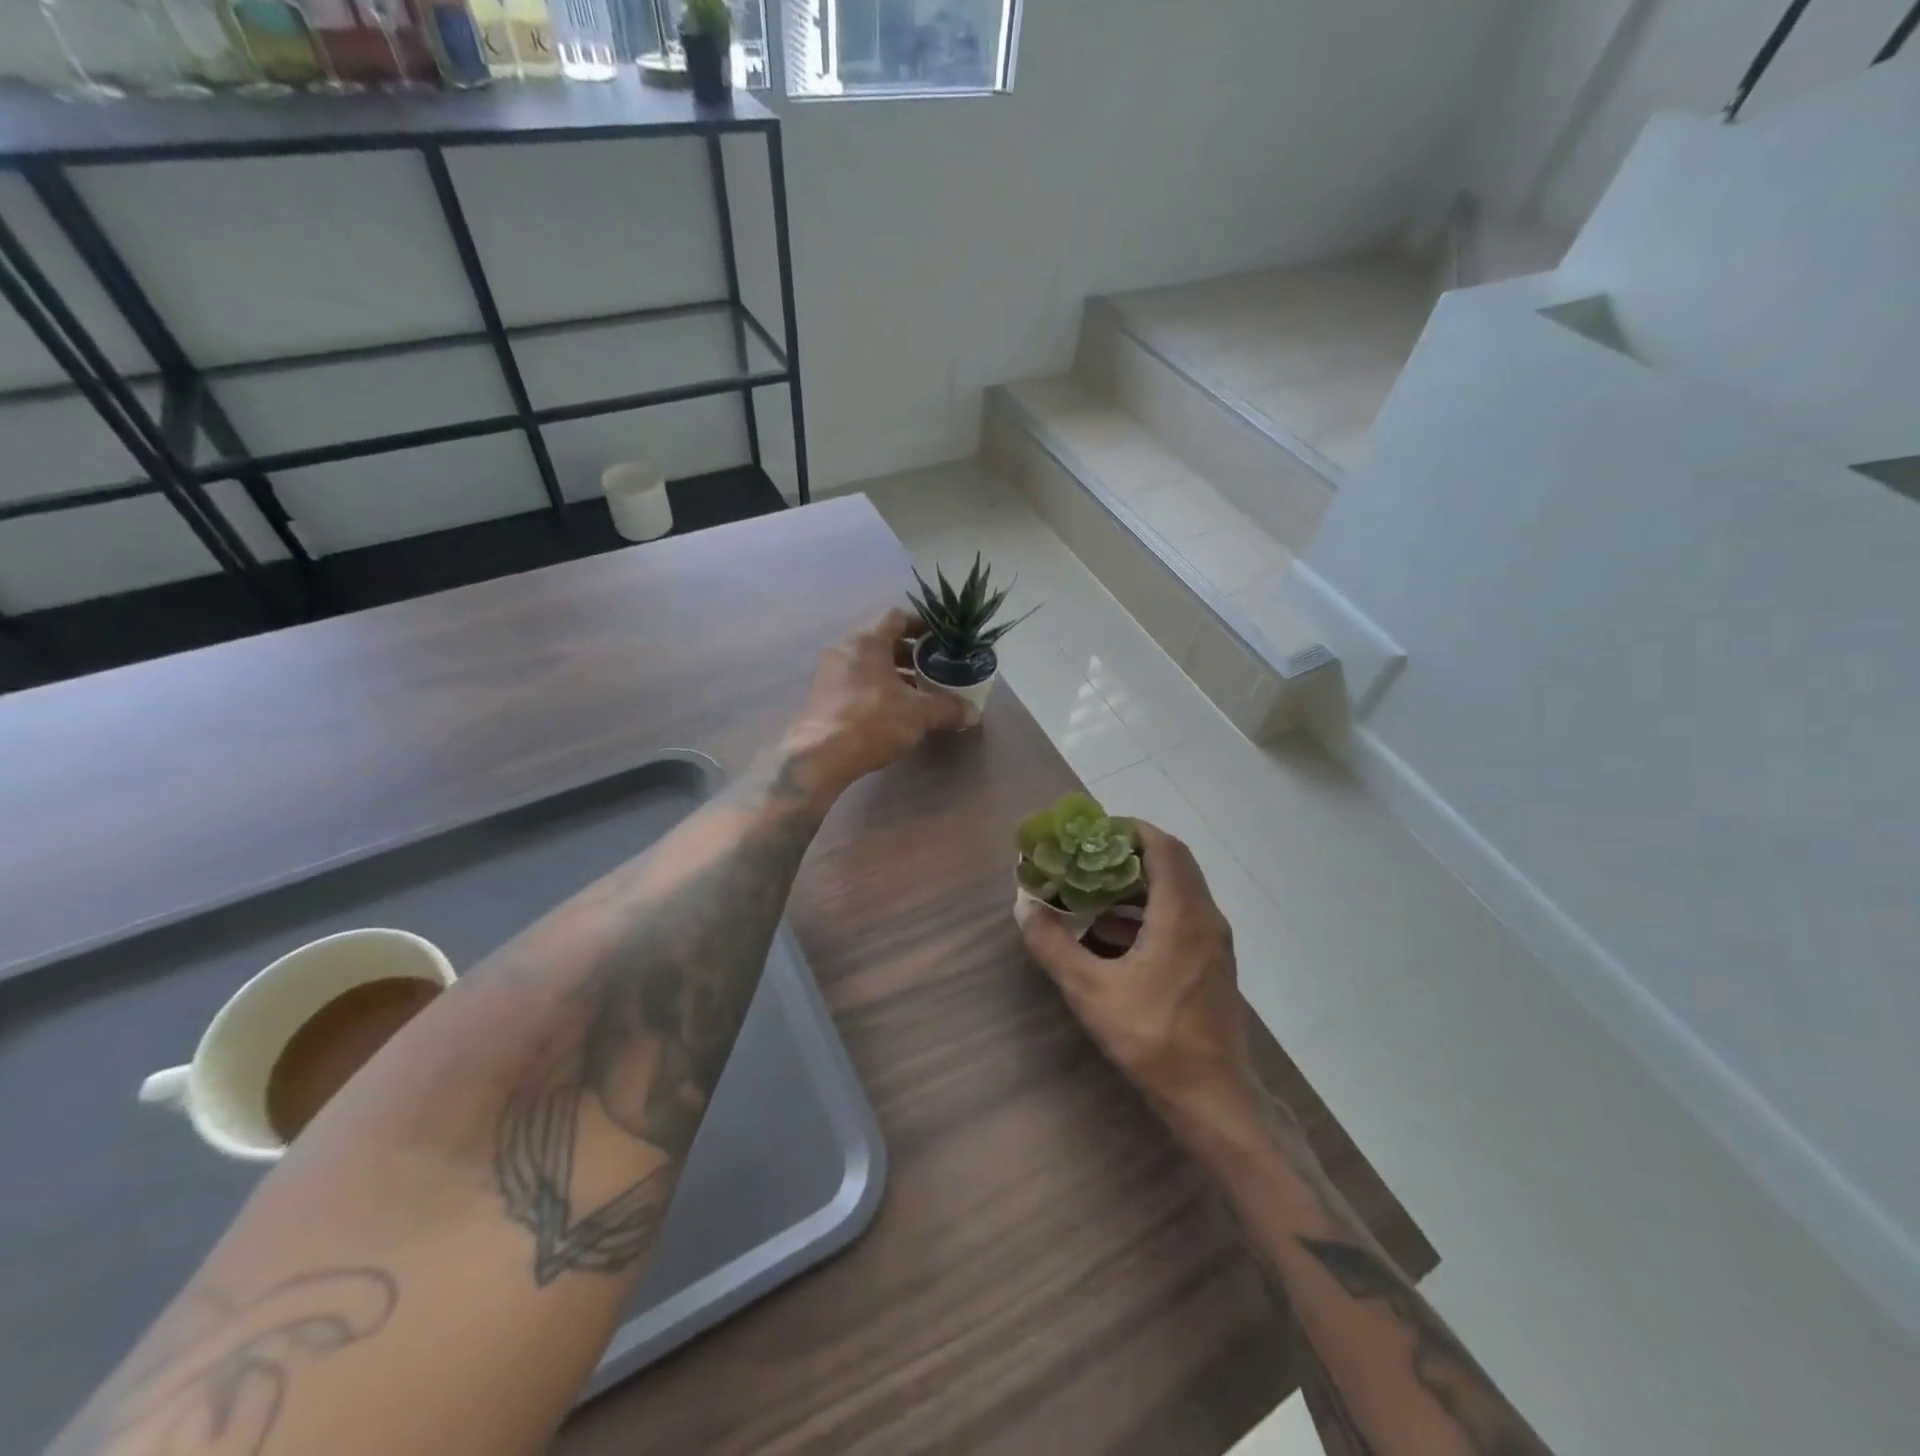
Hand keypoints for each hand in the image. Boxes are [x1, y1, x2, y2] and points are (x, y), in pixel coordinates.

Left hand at [784, 607, 969, 791]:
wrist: (819, 756)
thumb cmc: (872, 721)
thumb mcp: (919, 713)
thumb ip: (948, 708)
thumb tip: (974, 713)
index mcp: (867, 639)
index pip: (897, 616)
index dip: (923, 625)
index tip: (942, 640)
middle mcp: (845, 648)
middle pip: (883, 640)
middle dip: (911, 653)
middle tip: (936, 667)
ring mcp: (829, 672)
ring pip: (869, 662)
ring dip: (894, 672)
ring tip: (920, 691)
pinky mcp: (822, 695)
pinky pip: (856, 680)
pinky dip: (877, 687)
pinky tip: (894, 709)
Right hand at [1017, 822, 1261, 1120]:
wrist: (1213, 1098)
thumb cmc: (1153, 1037)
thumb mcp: (1090, 991)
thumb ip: (1053, 945)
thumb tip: (1024, 906)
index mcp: (1182, 913)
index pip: (1162, 846)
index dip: (1128, 830)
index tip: (1091, 832)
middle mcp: (1205, 917)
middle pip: (1171, 864)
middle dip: (1127, 855)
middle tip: (1086, 859)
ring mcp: (1213, 942)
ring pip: (1177, 891)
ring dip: (1136, 885)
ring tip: (1092, 894)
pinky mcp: (1211, 964)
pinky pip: (1180, 917)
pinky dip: (1147, 912)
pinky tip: (1112, 937)